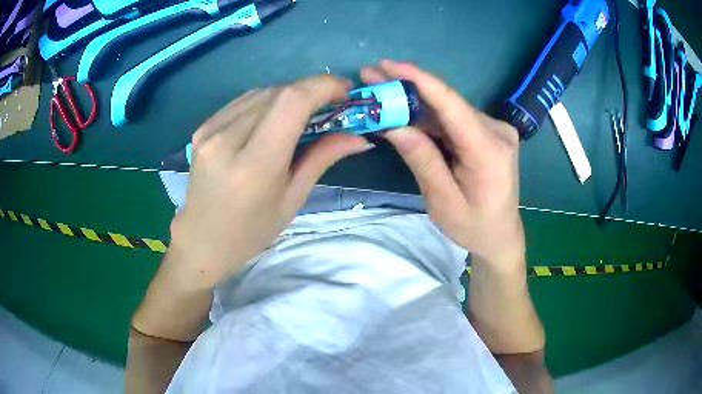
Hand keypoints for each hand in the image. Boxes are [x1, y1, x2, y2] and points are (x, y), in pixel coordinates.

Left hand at [167, 76, 372, 289]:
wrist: (202, 239)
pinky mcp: (202, 128)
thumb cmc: (251, 231)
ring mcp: (209, 131)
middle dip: (311, 91)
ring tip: (305, 113)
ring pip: (261, 92)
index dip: (323, 87)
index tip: (346, 92)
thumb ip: (322, 159)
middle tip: (331, 105)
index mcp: (254, 165)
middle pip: (278, 92)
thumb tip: (359, 137)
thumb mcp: (292, 200)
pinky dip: (266, 102)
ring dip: (289, 95)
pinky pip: (243, 102)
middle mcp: (227, 139)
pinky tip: (274, 118)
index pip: (291, 102)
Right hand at [361, 60, 523, 262]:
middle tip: (371, 78)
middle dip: (407, 89)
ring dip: (415, 102)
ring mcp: (495, 129)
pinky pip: (454, 119)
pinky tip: (405, 114)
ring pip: (448, 109)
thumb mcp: (443, 201)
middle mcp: (497, 131)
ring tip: (381, 96)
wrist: (501, 235)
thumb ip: (422, 160)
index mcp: (489, 151)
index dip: (418, 79)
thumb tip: (392, 125)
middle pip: (447, 102)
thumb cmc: (474, 227)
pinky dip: (429, 117)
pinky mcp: (488, 133)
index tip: (386, 65)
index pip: (451, 104)